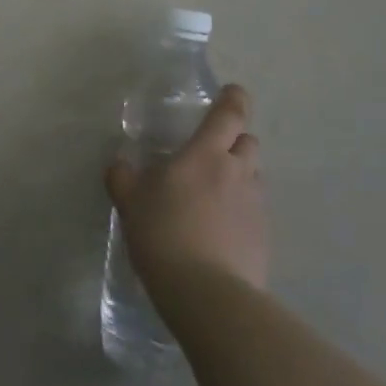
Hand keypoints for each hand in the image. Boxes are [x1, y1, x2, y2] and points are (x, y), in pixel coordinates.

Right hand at [106, 83, 269, 291]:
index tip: (233, 92)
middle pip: (248, 143)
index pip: (229, 115)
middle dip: (235, 141)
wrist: (207, 293)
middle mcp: (238, 173)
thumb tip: (120, 165)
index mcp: (206, 154)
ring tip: (214, 194)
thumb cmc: (163, 233)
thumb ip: (123, 177)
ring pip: (254, 177)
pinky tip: (220, 230)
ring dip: (240, 176)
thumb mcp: (130, 202)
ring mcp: (256, 207)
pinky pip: (255, 212)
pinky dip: (241, 211)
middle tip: (212, 152)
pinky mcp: (265, 238)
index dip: (234, 99)